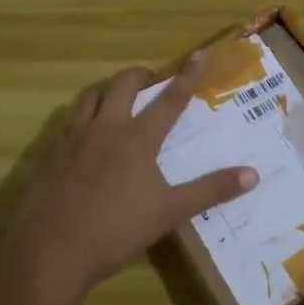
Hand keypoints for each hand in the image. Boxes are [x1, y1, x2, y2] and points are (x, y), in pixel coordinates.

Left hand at [6, 49, 258, 300]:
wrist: (50, 252)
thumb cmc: (116, 231)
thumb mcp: (170, 213)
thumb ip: (211, 190)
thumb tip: (253, 175)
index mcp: (138, 138)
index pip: (171, 99)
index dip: (188, 75)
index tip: (201, 52)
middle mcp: (106, 127)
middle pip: (124, 85)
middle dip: (141, 76)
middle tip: (151, 83)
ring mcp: (74, 138)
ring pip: (91, 97)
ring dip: (108, 92)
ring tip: (117, 103)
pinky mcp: (50, 154)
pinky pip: (68, 122)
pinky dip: (83, 118)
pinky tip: (85, 139)